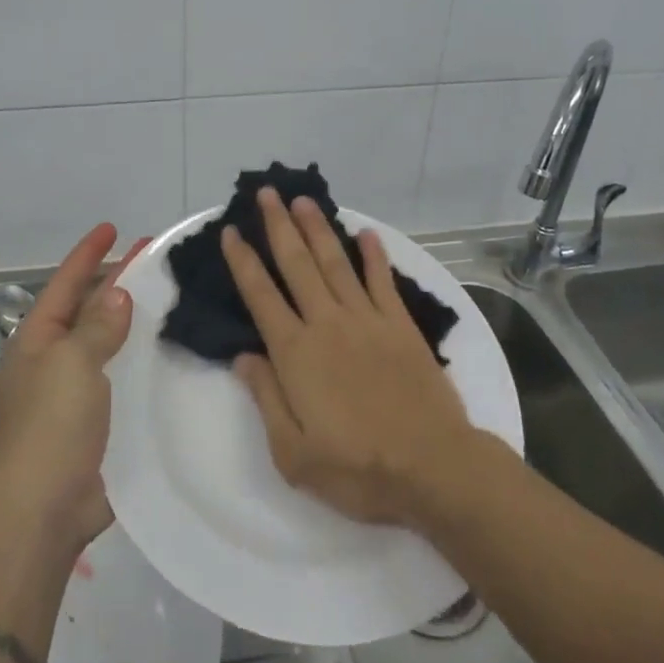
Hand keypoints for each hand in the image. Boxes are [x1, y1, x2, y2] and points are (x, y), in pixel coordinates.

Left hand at [0, 224, 147, 554]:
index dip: (87, 254)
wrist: (43, 510)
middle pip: (85, 310)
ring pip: (105, 344)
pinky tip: (165, 355)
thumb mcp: (73, 363)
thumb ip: (98, 326)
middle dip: (114, 283)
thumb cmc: (52, 425)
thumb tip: (118, 294)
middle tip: (151, 259)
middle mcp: (52, 361)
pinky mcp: (94, 424)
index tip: (112, 228)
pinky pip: (118, 379)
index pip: (64, 284)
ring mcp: (72, 394)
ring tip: (165, 299)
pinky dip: (138, 361)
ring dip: (129, 321)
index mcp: (38, 341)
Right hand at [221, 188, 477, 528]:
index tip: (231, 232)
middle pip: (297, 264)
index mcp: (296, 353)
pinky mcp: (400, 326)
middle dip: (279, 226)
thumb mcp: (293, 453)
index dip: (243, 261)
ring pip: (336, 262)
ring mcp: (367, 320)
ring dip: (318, 229)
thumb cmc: (357, 469)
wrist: (432, 468)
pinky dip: (374, 255)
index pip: (261, 295)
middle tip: (267, 193)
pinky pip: (382, 281)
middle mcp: (327, 324)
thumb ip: (266, 398)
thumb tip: (244, 356)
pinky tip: (366, 234)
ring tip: (304, 200)